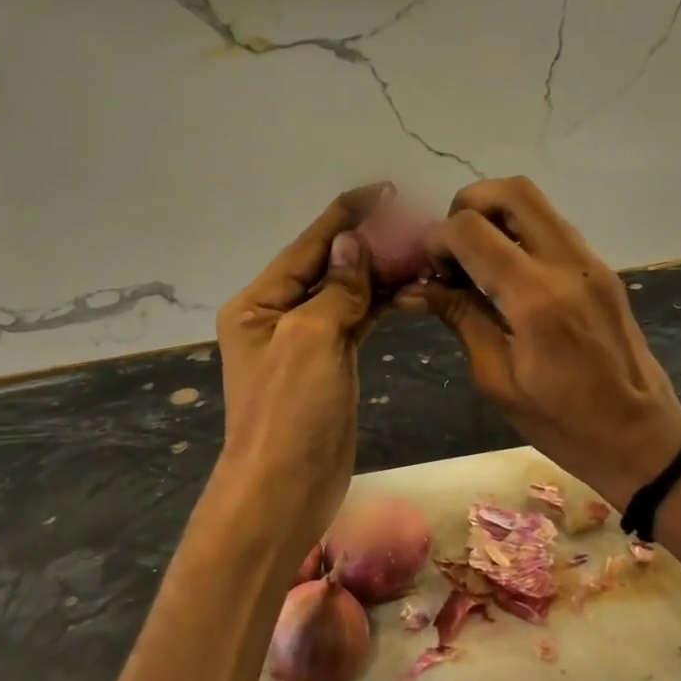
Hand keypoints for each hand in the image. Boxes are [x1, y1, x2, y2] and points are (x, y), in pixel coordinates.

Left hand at [214, 184, 387, 553]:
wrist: (285, 489)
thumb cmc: (290, 411)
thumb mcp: (310, 339)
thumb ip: (335, 288)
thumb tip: (351, 242)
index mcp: (259, 302)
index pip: (308, 245)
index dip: (346, 216)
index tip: (384, 191)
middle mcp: (279, 315)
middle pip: (329, 266)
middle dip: (369, 243)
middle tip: (415, 222)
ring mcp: (305, 341)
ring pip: (347, 293)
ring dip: (379, 273)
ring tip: (421, 250)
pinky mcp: (329, 363)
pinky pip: (356, 321)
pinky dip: (380, 303)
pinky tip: (408, 287)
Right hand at [404, 176, 680, 506]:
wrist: (642, 437)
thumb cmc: (563, 423)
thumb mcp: (497, 379)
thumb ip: (460, 318)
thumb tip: (415, 287)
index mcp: (535, 299)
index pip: (472, 231)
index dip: (437, 239)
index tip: (427, 268)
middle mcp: (567, 264)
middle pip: (511, 191)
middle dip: (468, 205)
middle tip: (451, 247)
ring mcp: (590, 261)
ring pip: (535, 201)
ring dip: (495, 215)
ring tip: (474, 259)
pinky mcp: (601, 268)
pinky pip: (552, 227)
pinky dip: (519, 232)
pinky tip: (504, 272)